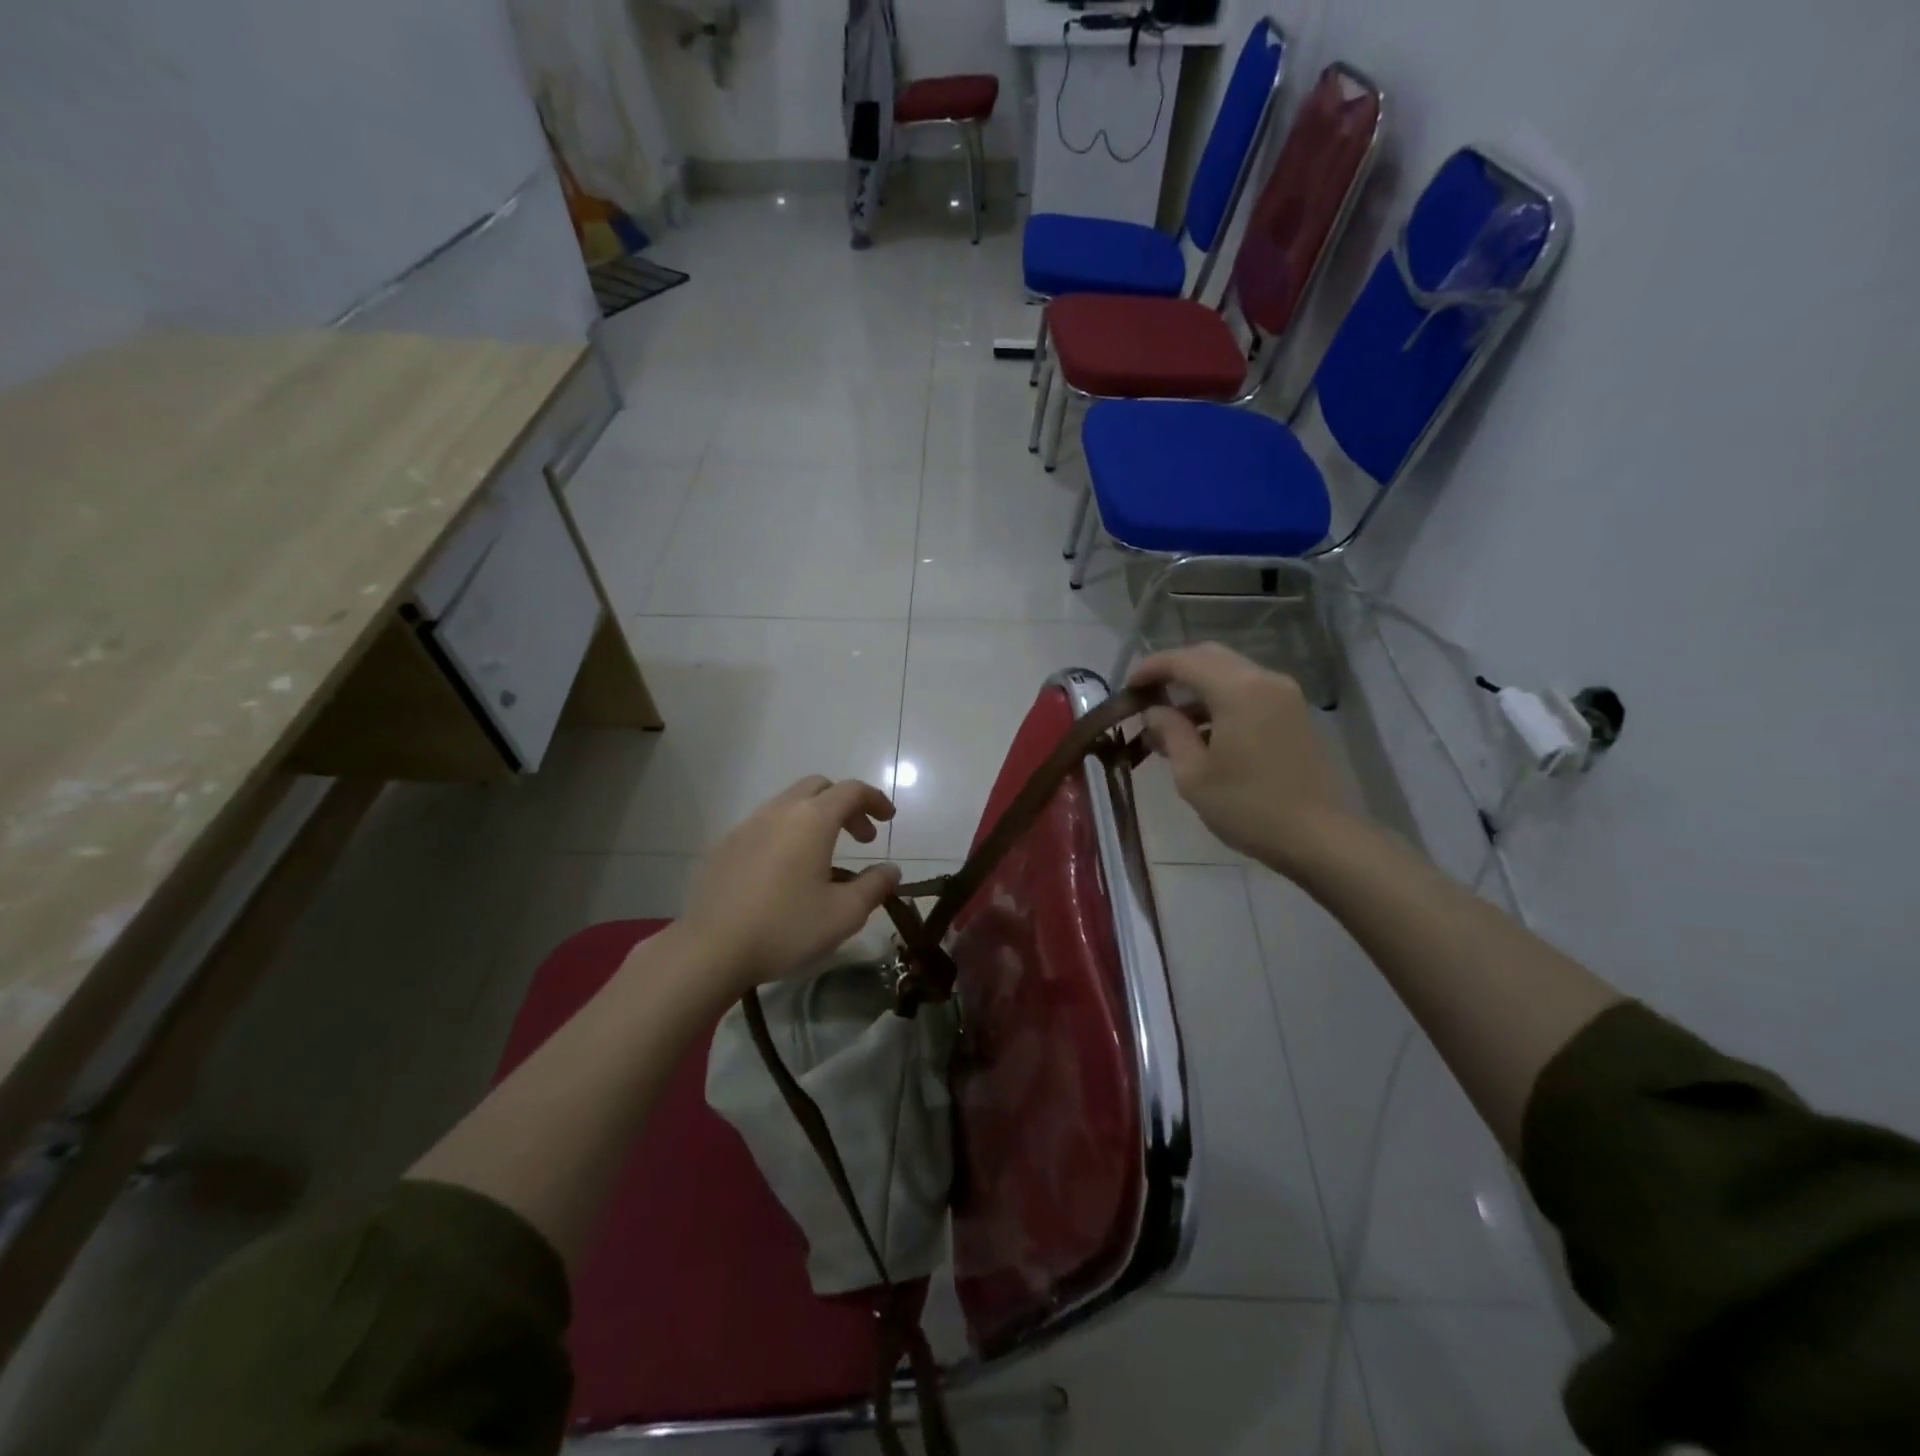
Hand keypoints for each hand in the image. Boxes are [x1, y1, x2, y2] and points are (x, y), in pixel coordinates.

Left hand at [681, 777, 902, 995]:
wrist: (710, 949)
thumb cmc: (786, 927)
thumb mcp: (844, 914)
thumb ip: (874, 886)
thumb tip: (891, 870)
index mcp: (812, 820)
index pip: (851, 790)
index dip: (875, 799)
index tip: (888, 819)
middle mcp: (779, 811)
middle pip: (818, 787)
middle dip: (845, 804)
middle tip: (860, 837)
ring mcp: (747, 825)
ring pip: (788, 803)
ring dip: (814, 817)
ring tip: (824, 855)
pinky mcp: (724, 846)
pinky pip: (764, 824)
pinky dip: (786, 832)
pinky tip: (785, 870)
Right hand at [1129, 643, 1354, 875]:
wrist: (1317, 836)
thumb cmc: (1248, 807)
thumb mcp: (1193, 774)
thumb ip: (1170, 732)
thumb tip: (1154, 711)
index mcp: (1238, 690)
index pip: (1185, 661)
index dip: (1151, 668)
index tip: (1128, 686)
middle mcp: (1264, 680)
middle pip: (1210, 657)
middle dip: (1174, 670)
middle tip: (1146, 694)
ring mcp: (1284, 695)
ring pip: (1230, 672)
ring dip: (1197, 686)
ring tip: (1169, 719)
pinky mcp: (1293, 713)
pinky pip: (1248, 690)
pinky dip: (1220, 699)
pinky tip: (1202, 730)